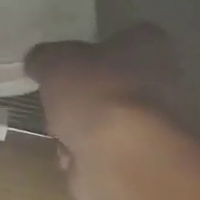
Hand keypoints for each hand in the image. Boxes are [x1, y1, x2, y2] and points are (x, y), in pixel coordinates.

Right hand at [27, 24, 182, 199]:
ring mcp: (153, 124)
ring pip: (103, 123)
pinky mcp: (141, 160)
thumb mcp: (55, 64)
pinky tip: (74, 159)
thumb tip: (38, 61)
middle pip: (107, 86)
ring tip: (62, 137)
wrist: (122, 157)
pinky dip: (85, 158)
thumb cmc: (96, 95)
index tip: (64, 70)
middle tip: (57, 107)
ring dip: (77, 133)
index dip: (88, 54)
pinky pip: (103, 153)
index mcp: (149, 43)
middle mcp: (161, 79)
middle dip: (79, 101)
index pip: (119, 40)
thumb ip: (44, 59)